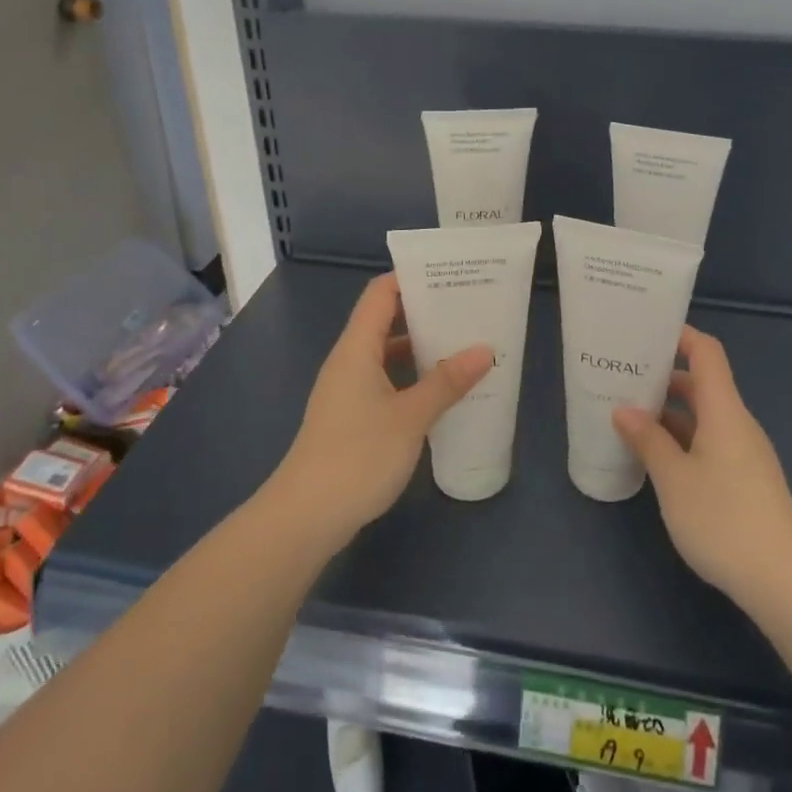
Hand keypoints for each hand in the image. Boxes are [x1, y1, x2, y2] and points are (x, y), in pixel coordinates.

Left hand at [270, 273, 493, 549]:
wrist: (306, 517)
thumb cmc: (357, 456)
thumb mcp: (410, 417)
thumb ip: (447, 382)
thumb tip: (484, 350)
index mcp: (357, 349)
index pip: (381, 294)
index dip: (412, 278)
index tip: (451, 275)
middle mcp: (350, 361)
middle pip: (386, 320)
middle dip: (426, 311)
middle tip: (470, 307)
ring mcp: (349, 390)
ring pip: (388, 353)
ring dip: (422, 347)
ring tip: (465, 344)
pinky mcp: (353, 417)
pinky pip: (387, 381)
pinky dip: (413, 377)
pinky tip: (442, 390)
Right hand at [613, 326, 791, 610]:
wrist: (782, 580)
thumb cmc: (723, 519)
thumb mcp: (673, 479)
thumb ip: (648, 440)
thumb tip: (624, 410)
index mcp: (724, 411)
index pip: (706, 353)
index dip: (680, 336)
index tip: (645, 333)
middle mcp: (738, 423)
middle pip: (702, 384)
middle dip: (664, 378)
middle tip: (624, 379)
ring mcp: (745, 452)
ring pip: (705, 416)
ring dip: (670, 413)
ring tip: (630, 417)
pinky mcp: (746, 479)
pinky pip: (710, 441)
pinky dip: (683, 438)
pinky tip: (657, 457)